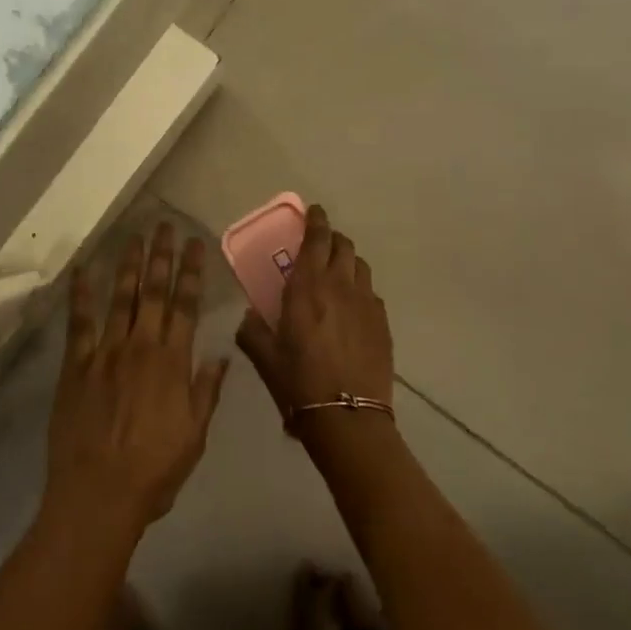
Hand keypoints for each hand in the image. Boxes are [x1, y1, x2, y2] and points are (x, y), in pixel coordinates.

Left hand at [44, 223, 228, 541]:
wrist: (98, 494)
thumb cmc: (154, 471)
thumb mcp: (194, 436)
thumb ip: (206, 392)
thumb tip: (220, 354)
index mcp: (173, 362)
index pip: (186, 305)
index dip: (192, 272)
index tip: (196, 244)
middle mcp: (141, 346)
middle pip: (154, 292)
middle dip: (161, 256)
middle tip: (165, 225)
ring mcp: (106, 352)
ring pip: (121, 298)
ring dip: (129, 265)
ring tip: (136, 236)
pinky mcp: (77, 364)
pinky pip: (80, 322)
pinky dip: (81, 295)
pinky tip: (83, 270)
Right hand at [235, 203, 392, 427]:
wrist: (348, 418)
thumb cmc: (298, 382)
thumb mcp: (264, 356)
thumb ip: (252, 330)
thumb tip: (248, 316)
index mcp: (307, 286)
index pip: (316, 239)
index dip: (316, 220)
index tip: (314, 211)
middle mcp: (339, 286)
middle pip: (343, 246)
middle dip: (332, 238)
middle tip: (321, 244)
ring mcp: (366, 304)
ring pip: (360, 266)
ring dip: (348, 262)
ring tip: (337, 273)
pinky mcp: (382, 324)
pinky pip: (371, 294)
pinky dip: (360, 290)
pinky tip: (352, 309)